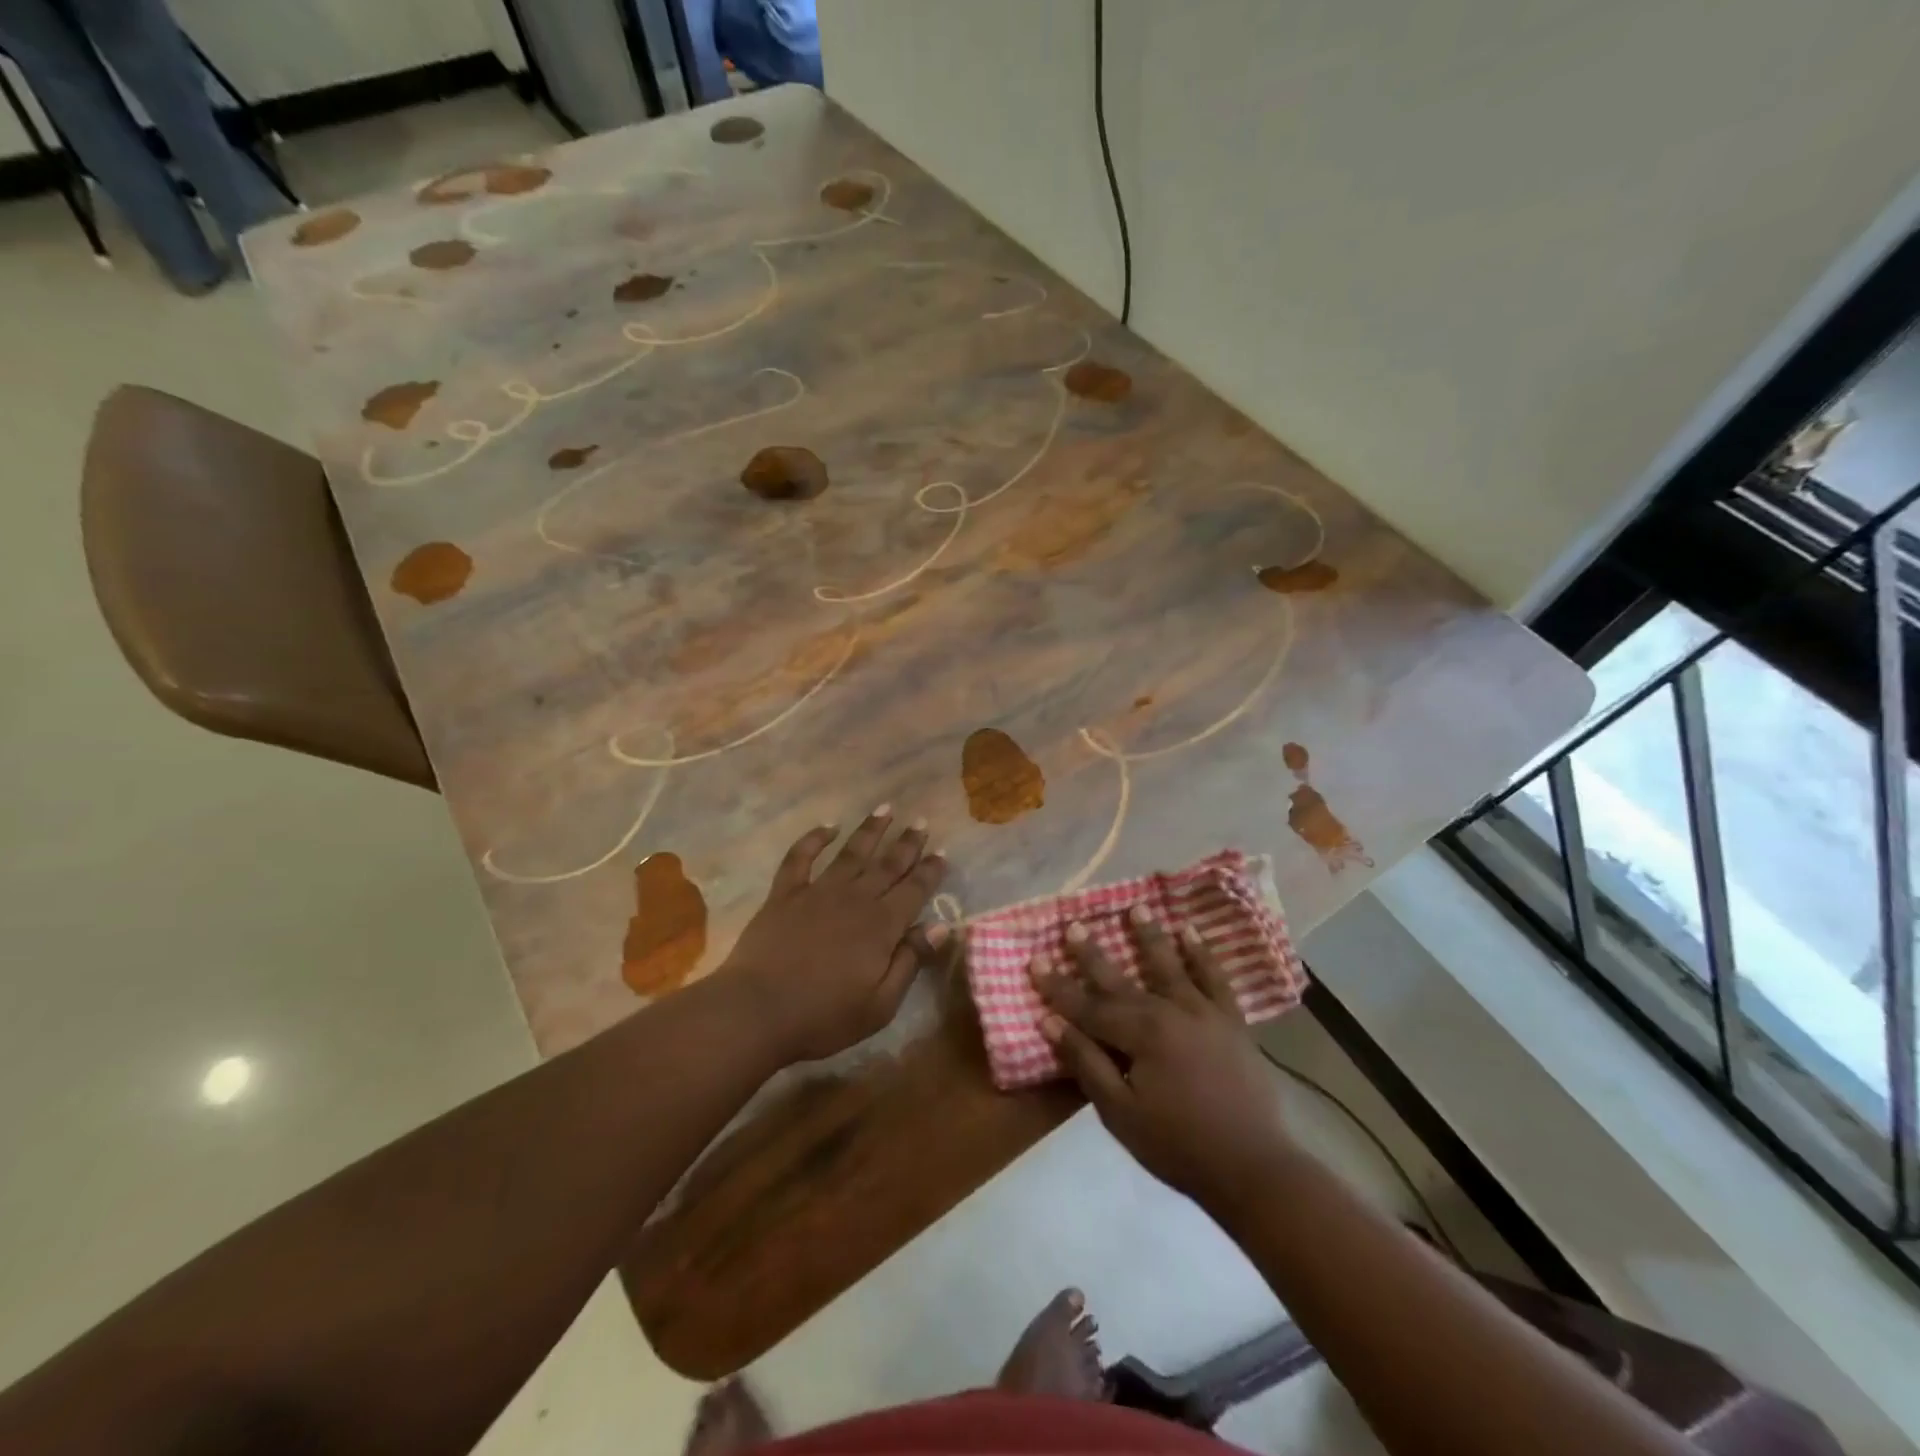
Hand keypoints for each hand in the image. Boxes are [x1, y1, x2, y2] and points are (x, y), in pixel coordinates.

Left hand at [719, 807, 947, 1064]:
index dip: (930, 870)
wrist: (757, 1010)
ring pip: (851, 853)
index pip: (914, 890)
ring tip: (885, 809)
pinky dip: (814, 839)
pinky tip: (826, 826)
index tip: (942, 852)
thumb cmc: (824, 1016)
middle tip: (921, 821)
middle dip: (907, 843)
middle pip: (887, 865)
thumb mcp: (880, 1004)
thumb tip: (940, 926)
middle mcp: (855, 899)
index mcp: (881, 926)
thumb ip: (910, 961)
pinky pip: (800, 858)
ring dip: (870, 830)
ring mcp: (817, 892)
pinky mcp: (785, 894)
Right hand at [1031, 907, 1295, 1210]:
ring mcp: (1204, 1013)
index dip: (1058, 986)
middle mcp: (1169, 1011)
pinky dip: (1203, 954)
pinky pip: (1215, 979)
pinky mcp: (1231, 1022)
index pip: (1087, 1006)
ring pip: (1170, 965)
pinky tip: (1191, 933)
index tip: (1034, 961)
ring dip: (1150, 937)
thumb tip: (1051, 1022)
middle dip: (1093, 954)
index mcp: (1140, 1034)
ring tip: (1136, 908)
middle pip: (1122, 979)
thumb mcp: (1120, 1113)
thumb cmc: (1178, 1146)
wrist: (1253, 1168)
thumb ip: (1087, 1063)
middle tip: (1074, 925)